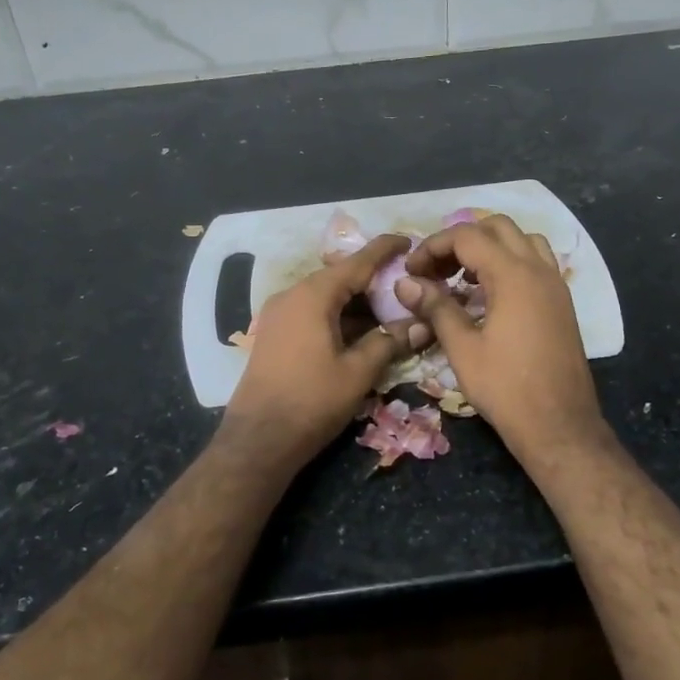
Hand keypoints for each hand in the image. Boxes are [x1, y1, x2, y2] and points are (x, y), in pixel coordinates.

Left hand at [224, 234, 431, 466]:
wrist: (258, 440)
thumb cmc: (311, 402)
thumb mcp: (358, 372)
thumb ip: (389, 342)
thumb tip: (421, 325)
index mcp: (312, 295)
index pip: (356, 262)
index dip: (384, 250)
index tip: (408, 240)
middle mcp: (292, 295)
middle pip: (340, 277)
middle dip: (373, 281)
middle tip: (407, 286)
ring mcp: (279, 314)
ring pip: (326, 296)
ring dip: (357, 302)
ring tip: (390, 311)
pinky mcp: (274, 334)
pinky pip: (312, 312)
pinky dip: (339, 316)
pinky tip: (361, 331)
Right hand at [395, 215, 606, 462]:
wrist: (560, 427)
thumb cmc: (506, 388)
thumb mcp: (462, 348)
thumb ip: (436, 307)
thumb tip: (405, 283)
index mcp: (514, 275)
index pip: (467, 236)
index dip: (433, 246)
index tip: (412, 271)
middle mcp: (539, 270)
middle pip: (497, 227)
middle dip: (461, 240)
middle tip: (436, 270)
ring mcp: (555, 285)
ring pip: (522, 241)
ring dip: (490, 248)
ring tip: (464, 278)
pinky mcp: (562, 303)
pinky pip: (536, 263)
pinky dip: (510, 263)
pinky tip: (490, 295)